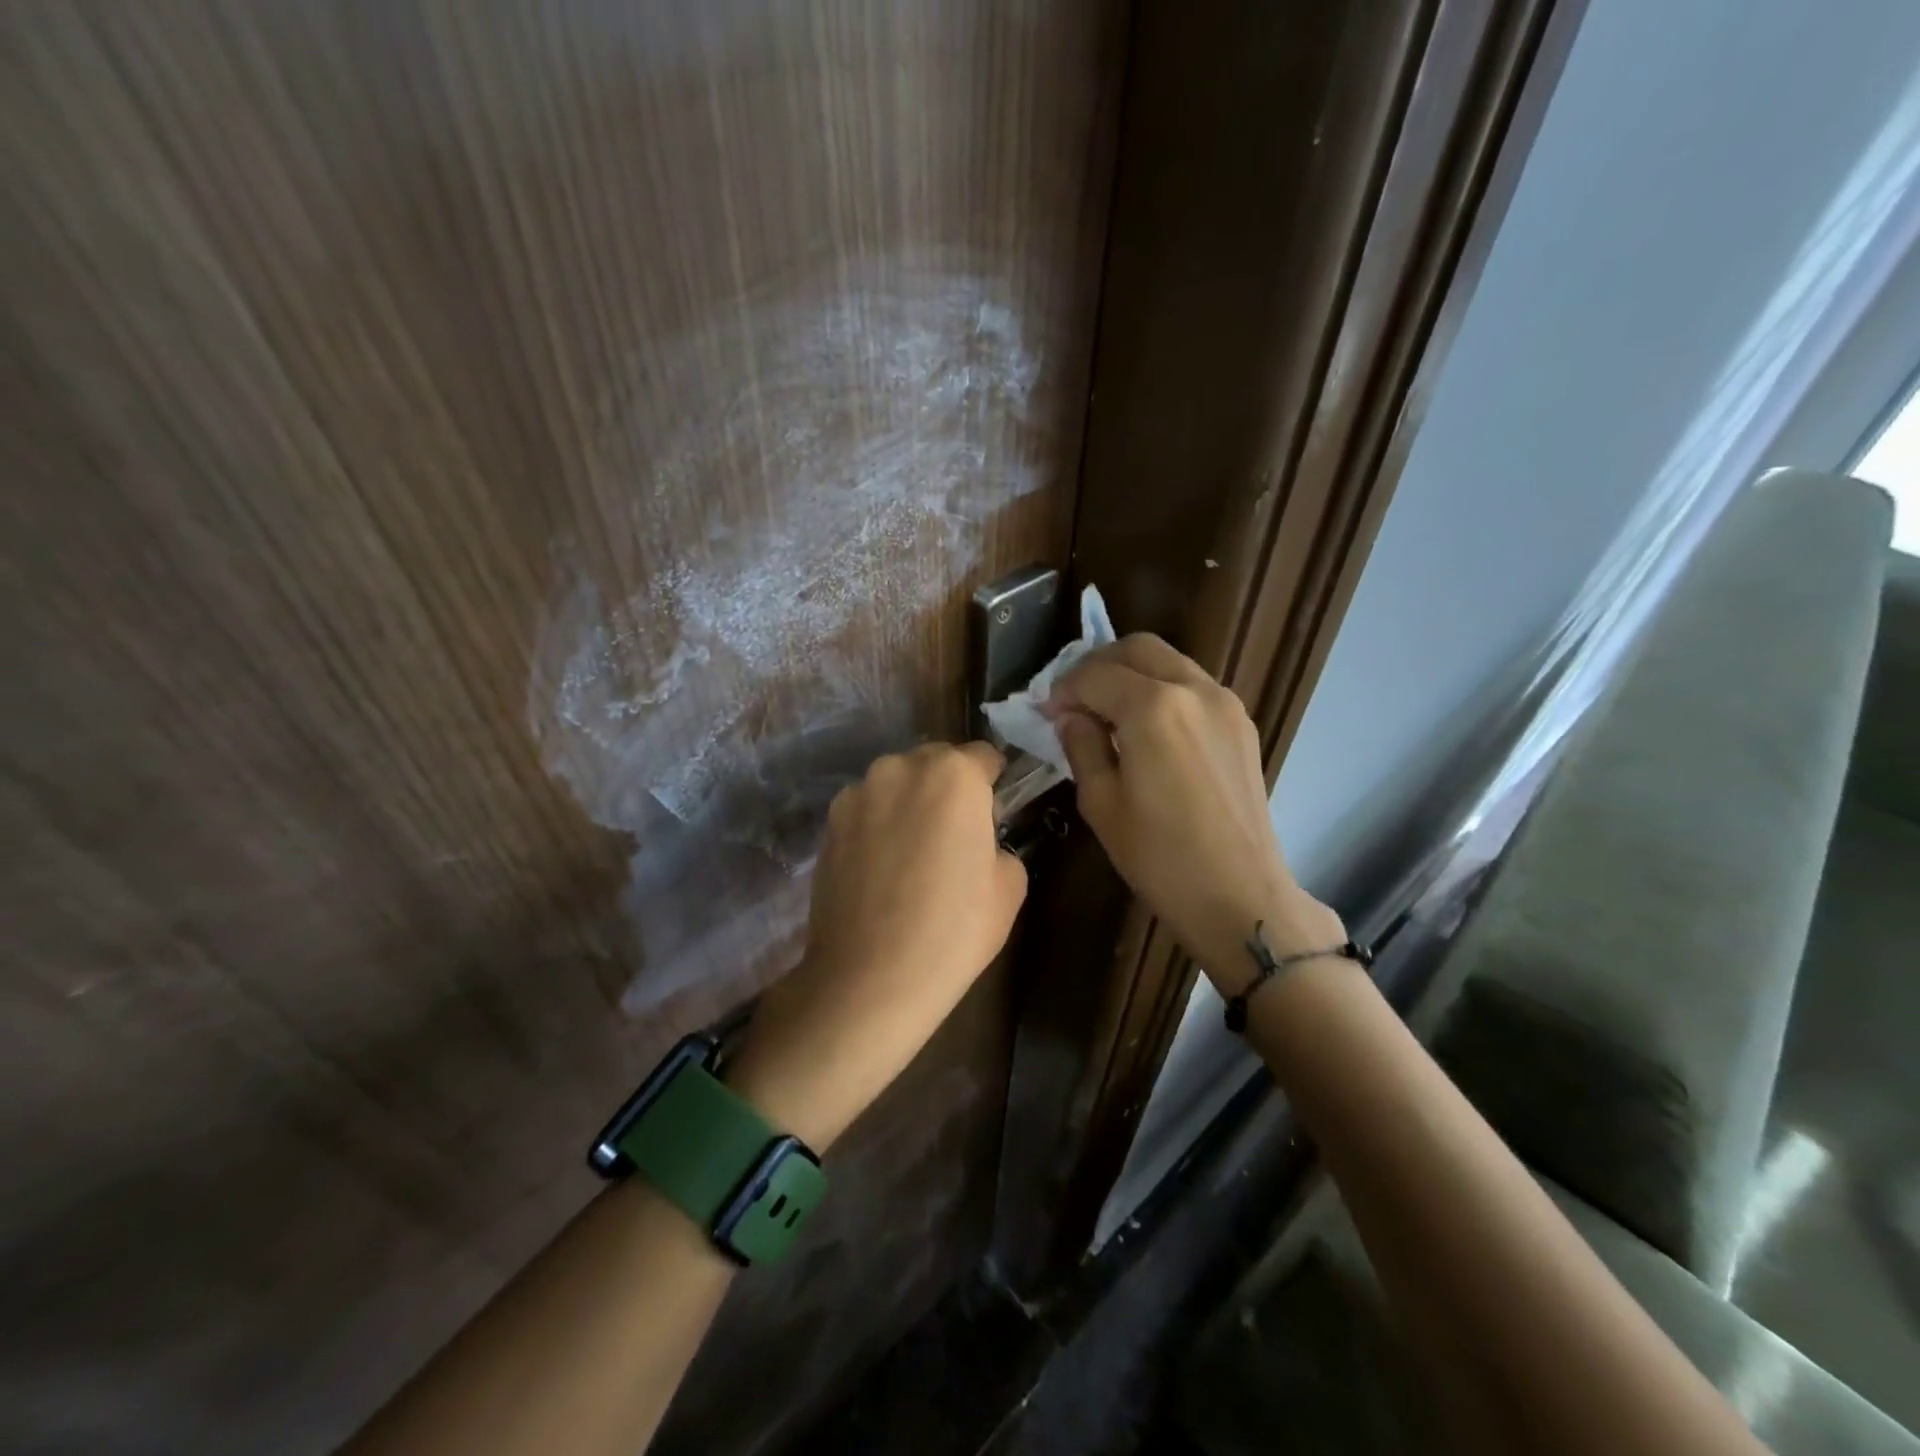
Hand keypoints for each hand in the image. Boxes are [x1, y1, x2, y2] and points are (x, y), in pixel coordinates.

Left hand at [725, 742, 1026, 1148]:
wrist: (870, 978)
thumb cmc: (953, 930)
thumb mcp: (1009, 886)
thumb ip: (998, 842)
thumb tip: (978, 840)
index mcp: (953, 774)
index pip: (984, 757)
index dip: (993, 784)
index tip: (992, 817)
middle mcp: (900, 767)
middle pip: (935, 763)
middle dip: (948, 789)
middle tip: (953, 837)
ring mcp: (858, 793)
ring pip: (897, 785)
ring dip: (909, 805)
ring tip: (911, 857)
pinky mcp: (828, 823)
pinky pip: (867, 810)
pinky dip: (878, 826)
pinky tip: (881, 870)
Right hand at [1051, 636, 1345, 986]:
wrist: (1241, 896)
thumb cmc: (1160, 857)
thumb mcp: (1101, 803)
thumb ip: (1081, 746)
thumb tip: (1071, 717)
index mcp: (1153, 708)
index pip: (1094, 675)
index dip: (1063, 690)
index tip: (1047, 714)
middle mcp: (1193, 689)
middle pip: (1137, 648)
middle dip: (1098, 665)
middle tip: (1075, 701)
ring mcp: (1224, 703)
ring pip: (1169, 661)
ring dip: (1132, 673)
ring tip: (1109, 713)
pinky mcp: (1241, 723)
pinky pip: (1193, 685)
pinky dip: (1163, 689)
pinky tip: (1149, 728)